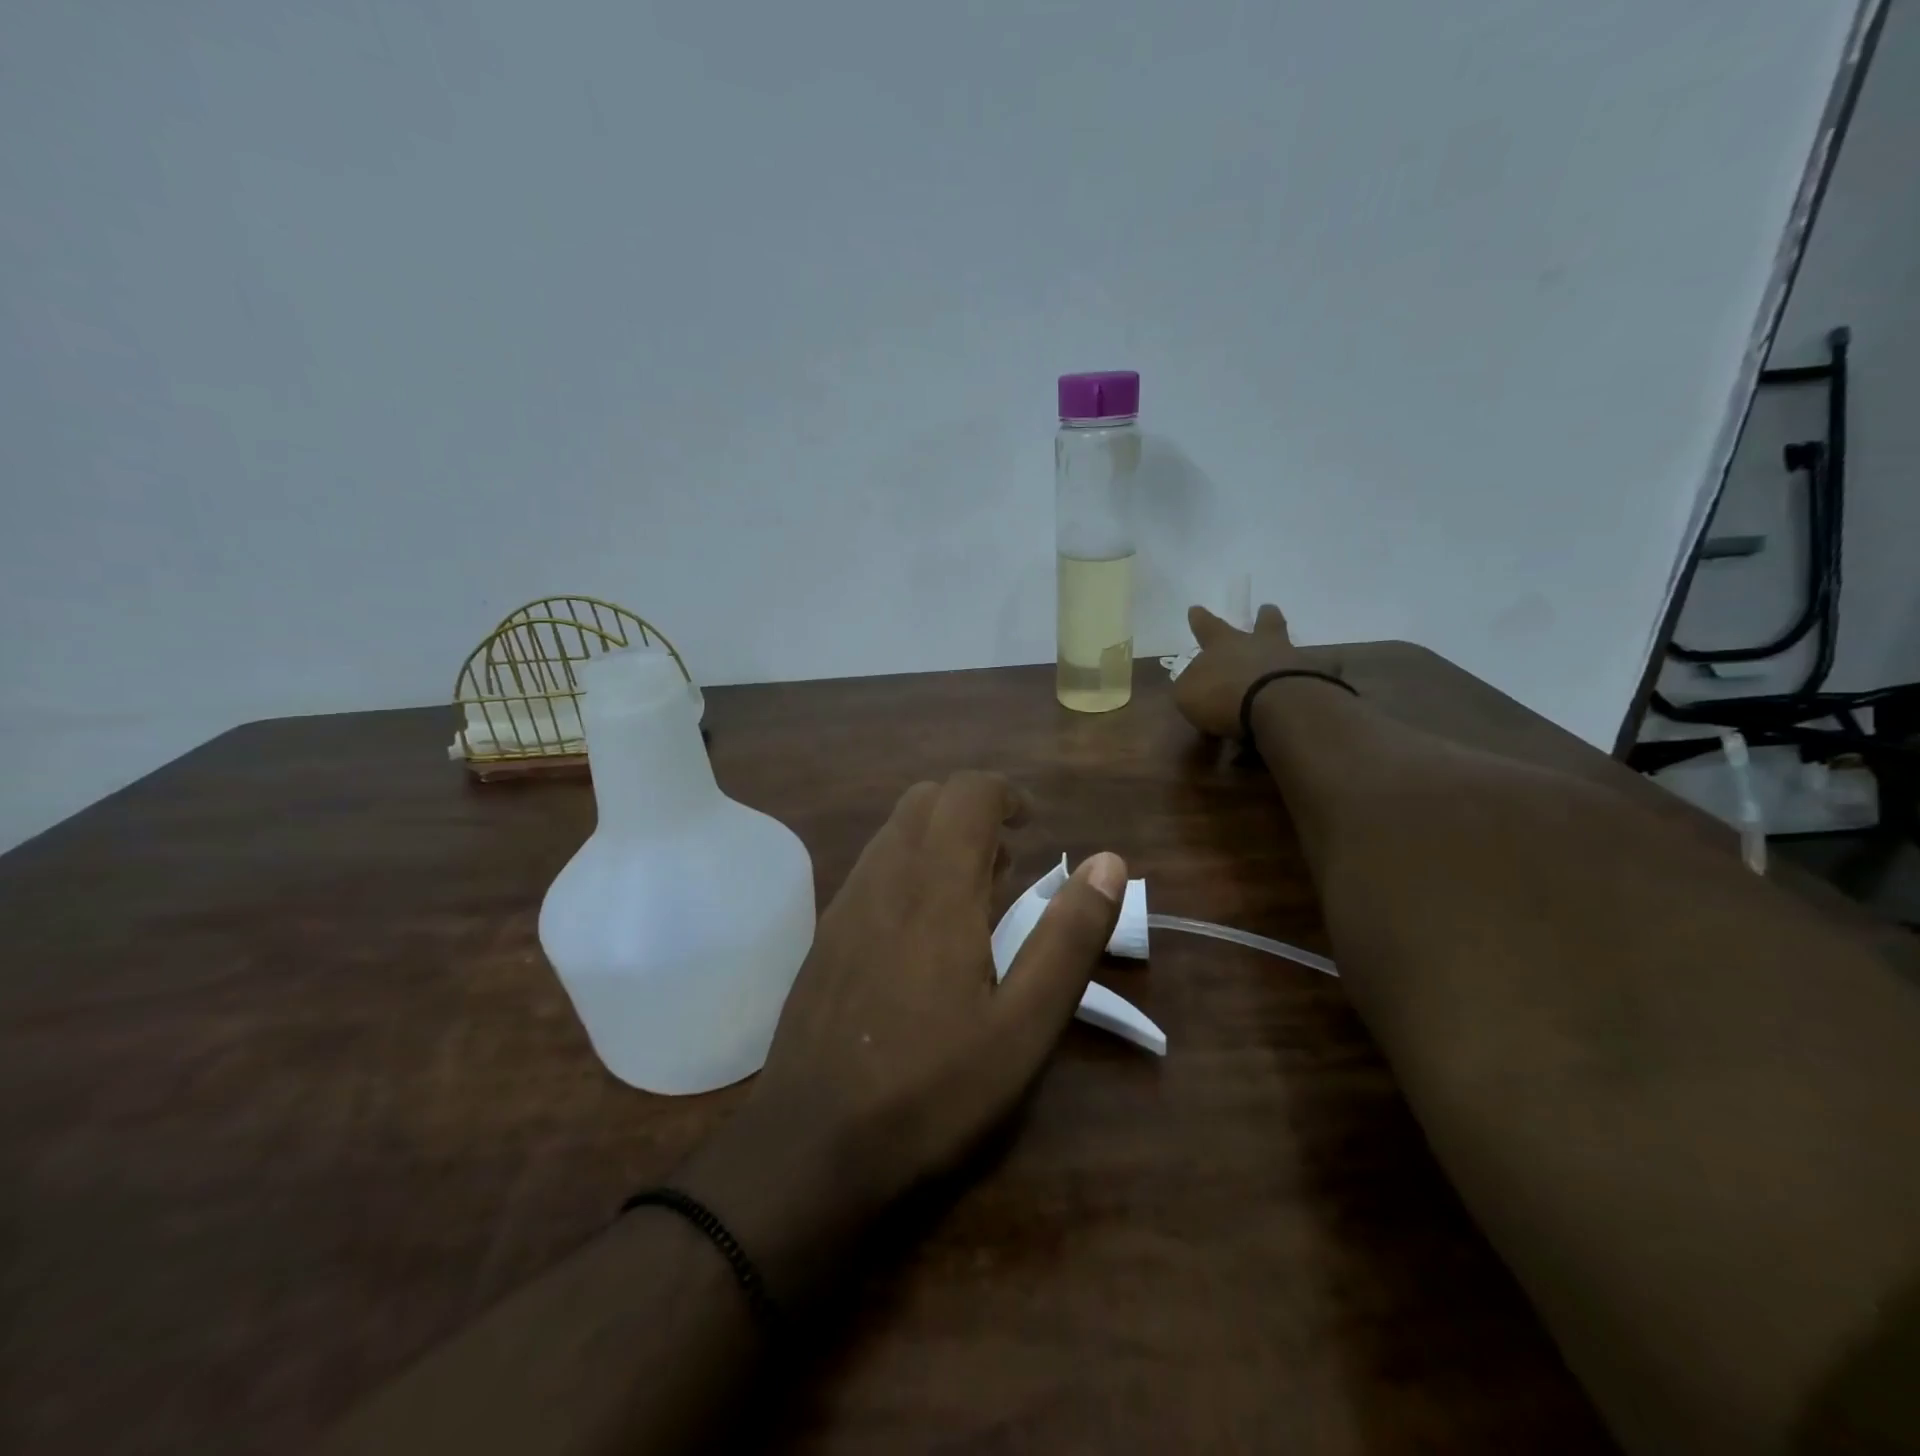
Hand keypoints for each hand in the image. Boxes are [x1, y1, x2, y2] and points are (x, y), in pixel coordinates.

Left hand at [678, 772, 1125, 1305]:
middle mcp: (884, 877)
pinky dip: (908, 868)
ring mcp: (845, 904)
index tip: (1032, 828)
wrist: (808, 1146)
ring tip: (973, 898)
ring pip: (894, 832)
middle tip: (1007, 865)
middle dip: (972, 811)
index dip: (1005, 794)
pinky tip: (923, 934)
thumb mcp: (1024, 1026)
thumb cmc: (931, 1089)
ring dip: (938, 839)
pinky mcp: (825, 935)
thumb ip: (1069, 937)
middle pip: (926, 800)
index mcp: (936, 887)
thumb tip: (1109, 862)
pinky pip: (872, 869)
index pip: (967, 792)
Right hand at [1174, 602, 1315, 737]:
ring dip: (1288, 648)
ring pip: (1292, 646)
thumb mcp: (1188, 695)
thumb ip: (1189, 686)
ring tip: (1293, 653)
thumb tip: (1192, 682)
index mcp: (1223, 645)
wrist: (1278, 706)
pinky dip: (1321, 675)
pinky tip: (1323, 682)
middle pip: (1263, 624)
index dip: (1200, 620)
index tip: (1196, 608)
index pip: (1207, 627)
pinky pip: (1321, 674)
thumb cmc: (1224, 697)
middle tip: (1267, 608)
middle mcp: (1260, 645)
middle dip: (1263, 617)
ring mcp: (1293, 659)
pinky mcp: (1318, 679)